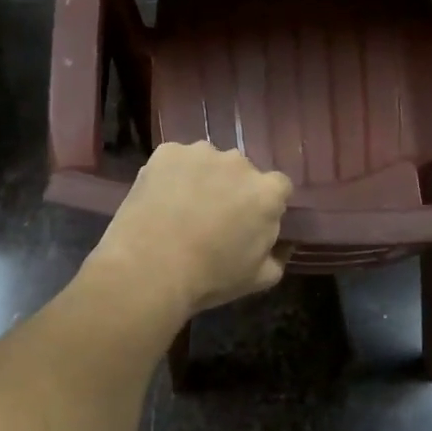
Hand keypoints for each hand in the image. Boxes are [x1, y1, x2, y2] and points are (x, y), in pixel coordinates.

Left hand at [89, 142, 292, 315]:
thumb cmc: (209, 277)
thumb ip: (278, 257)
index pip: (278, 187)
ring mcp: (201, 153)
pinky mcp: (167, 151)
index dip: (264, 204)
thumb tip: (281, 244)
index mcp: (267, 192)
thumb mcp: (257, 279)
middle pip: (242, 172)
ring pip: (208, 162)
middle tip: (212, 217)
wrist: (150, 268)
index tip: (249, 222)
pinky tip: (159, 199)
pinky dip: (171, 174)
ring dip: (202, 178)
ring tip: (180, 208)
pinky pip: (176, 160)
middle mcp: (239, 163)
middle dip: (232, 189)